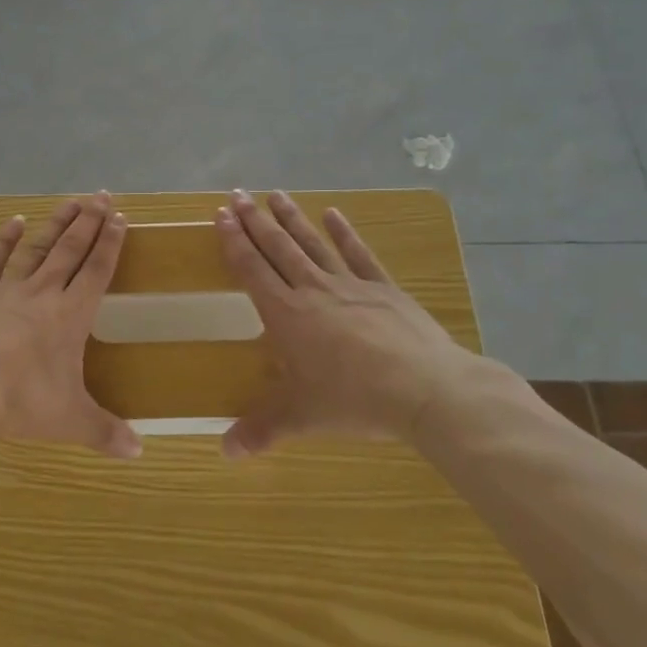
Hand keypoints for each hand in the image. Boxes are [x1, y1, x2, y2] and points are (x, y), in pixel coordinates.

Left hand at [0, 193, 141, 459]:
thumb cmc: (19, 399)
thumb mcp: (69, 420)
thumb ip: (105, 433)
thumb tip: (139, 452)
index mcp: (70, 316)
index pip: (97, 271)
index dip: (110, 244)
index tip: (119, 218)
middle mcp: (42, 293)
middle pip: (70, 250)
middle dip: (88, 222)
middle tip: (101, 195)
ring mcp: (6, 290)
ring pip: (37, 248)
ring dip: (55, 224)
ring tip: (70, 201)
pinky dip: (4, 240)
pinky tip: (13, 221)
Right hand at [216, 189, 499, 456]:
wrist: (425, 389)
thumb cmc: (354, 400)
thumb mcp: (302, 417)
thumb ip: (262, 430)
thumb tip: (226, 453)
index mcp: (286, 315)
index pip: (252, 270)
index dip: (234, 242)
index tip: (221, 216)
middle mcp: (312, 290)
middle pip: (277, 248)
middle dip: (254, 220)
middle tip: (236, 194)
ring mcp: (349, 285)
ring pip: (312, 243)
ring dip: (291, 217)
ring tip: (274, 193)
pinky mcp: (383, 288)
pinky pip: (358, 254)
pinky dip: (344, 232)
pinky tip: (333, 213)